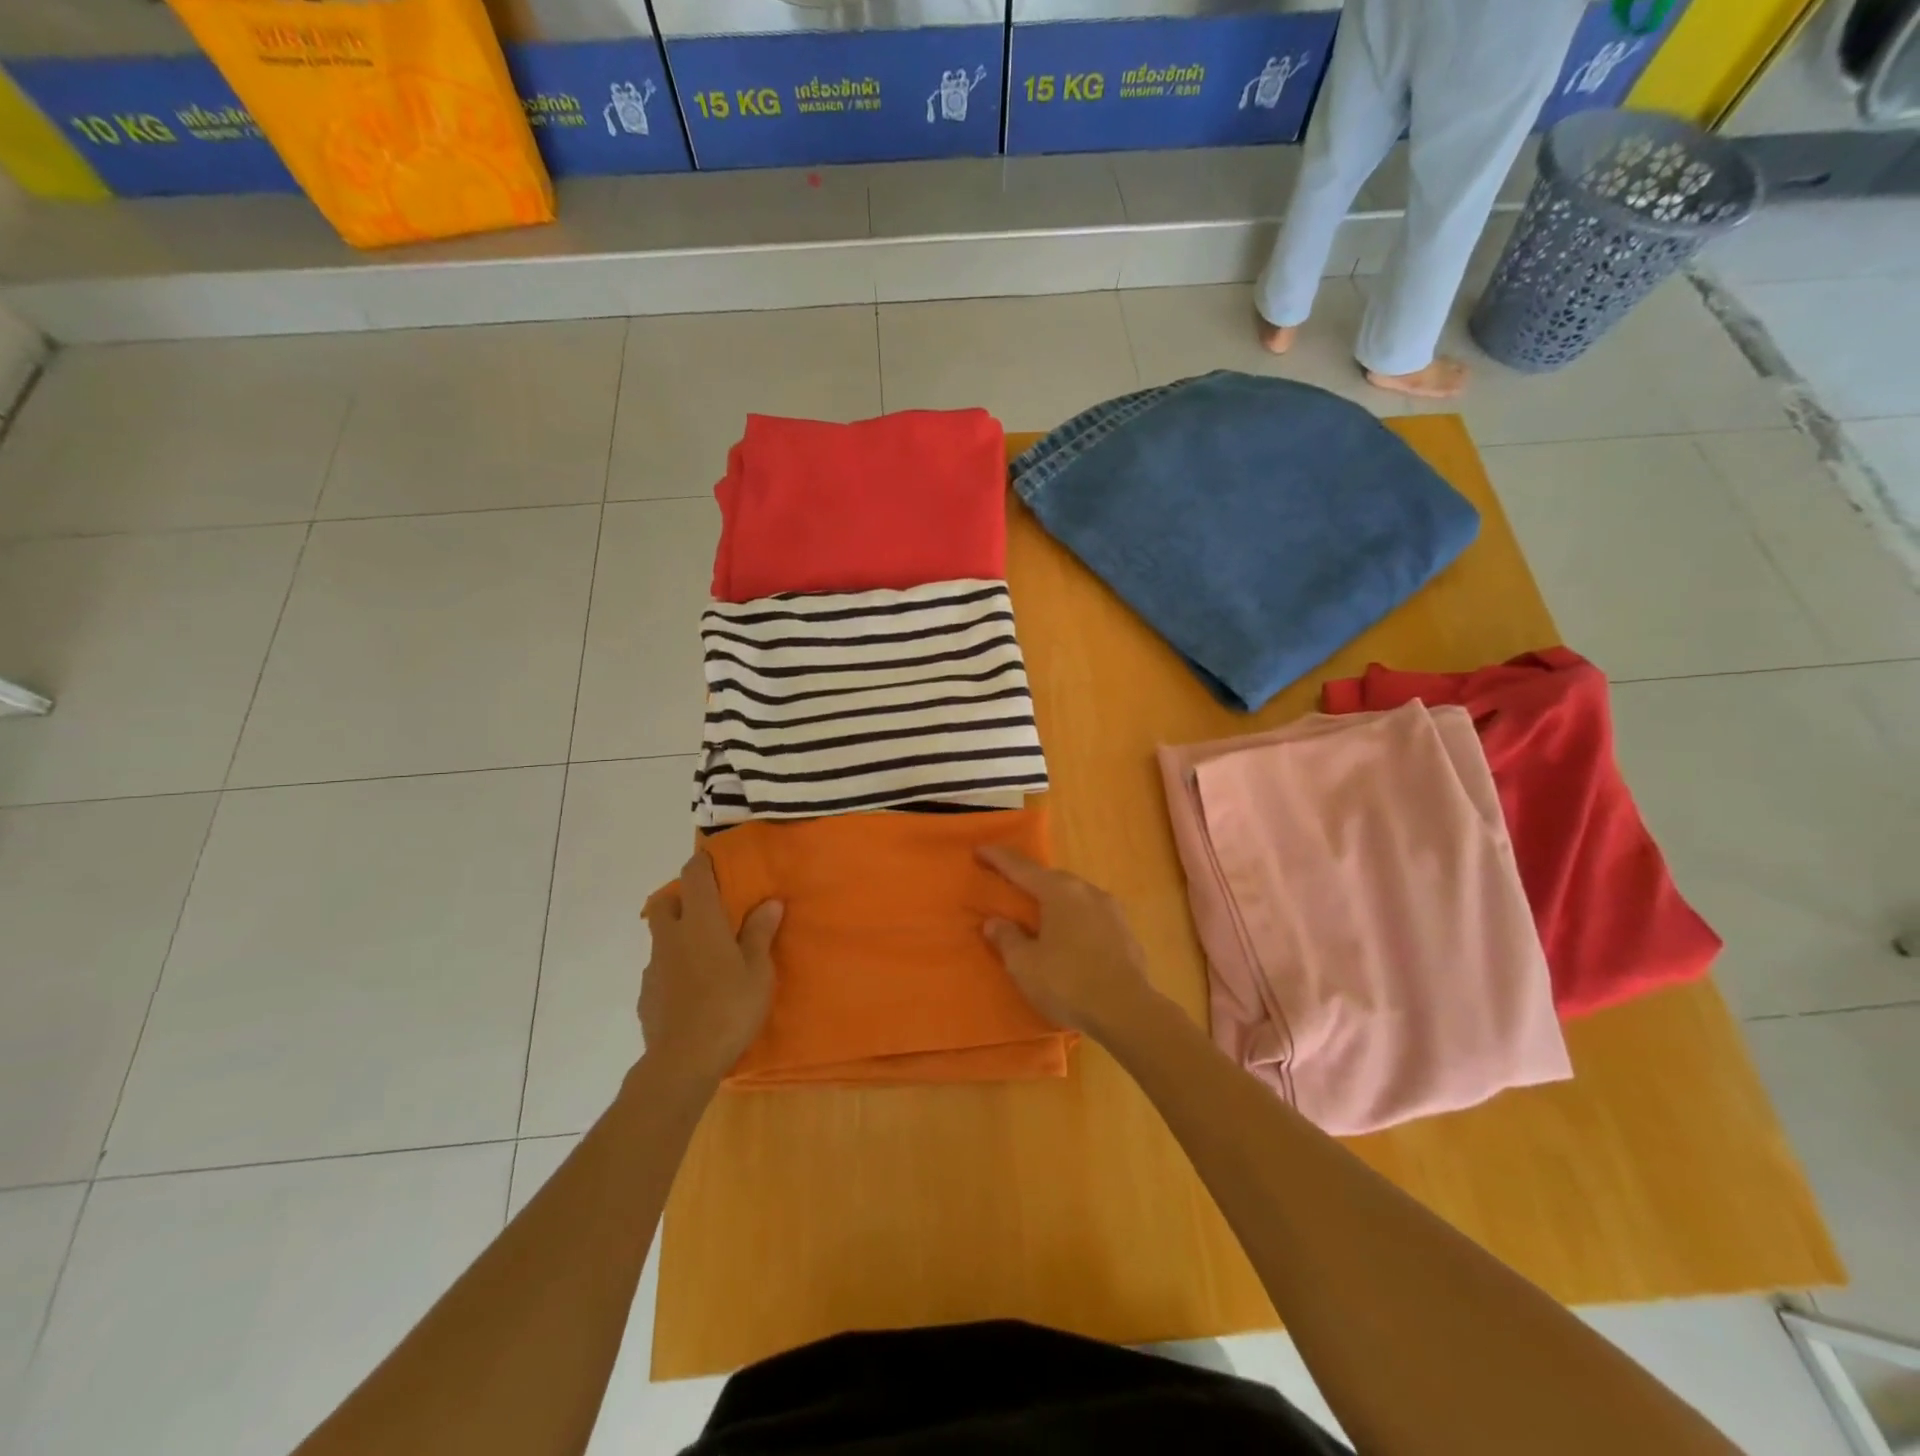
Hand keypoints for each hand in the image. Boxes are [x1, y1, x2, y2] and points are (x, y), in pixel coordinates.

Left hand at [639, 852, 782, 1086]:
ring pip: (661, 937)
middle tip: (709, 911)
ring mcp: (654, 967)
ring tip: (706, 956)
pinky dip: (674, 969)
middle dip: (681, 898)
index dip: (703, 863)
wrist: (682, 1061)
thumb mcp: (758, 970)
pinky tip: (693, 990)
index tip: (716, 862)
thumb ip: (760, 933)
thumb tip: (769, 902)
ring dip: (678, 936)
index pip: (694, 876)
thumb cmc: (729, 1007)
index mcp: (700, 922)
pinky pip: (660, 969)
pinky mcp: (646, 995)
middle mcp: (670, 937)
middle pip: (665, 902)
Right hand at [976, 846, 1158, 1039]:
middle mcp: (1087, 891)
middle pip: (1051, 879)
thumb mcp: (1025, 965)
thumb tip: (994, 922)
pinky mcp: (1126, 932)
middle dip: (1029, 881)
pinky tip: (1069, 940)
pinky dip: (1074, 921)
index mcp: (1059, 891)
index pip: (1021, 868)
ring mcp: (1111, 910)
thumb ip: (1007, 939)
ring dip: (1055, 902)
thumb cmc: (1068, 982)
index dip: (998, 859)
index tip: (980, 850)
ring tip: (1039, 917)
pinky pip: (1091, 917)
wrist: (1128, 1011)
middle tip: (1009, 888)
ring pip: (1074, 897)